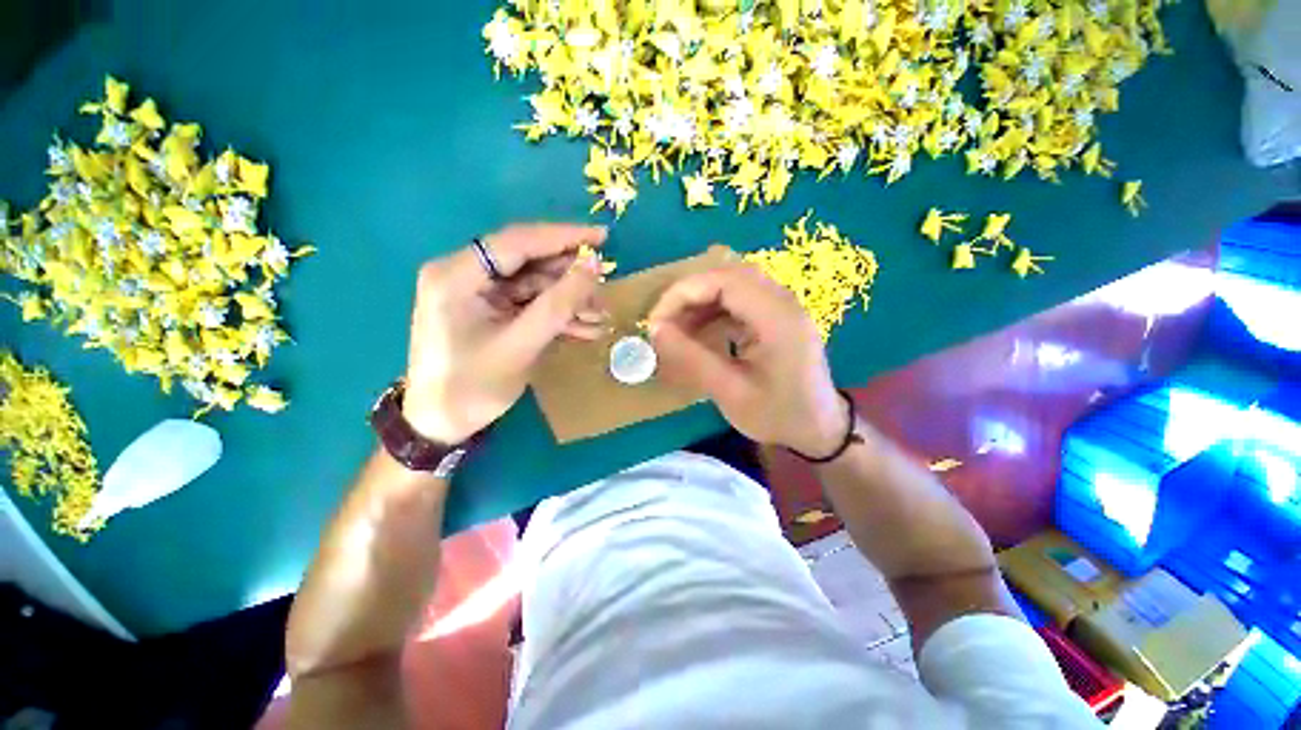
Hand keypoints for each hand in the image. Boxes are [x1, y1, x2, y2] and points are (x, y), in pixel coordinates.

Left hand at [402, 224, 607, 443]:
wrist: (442, 424)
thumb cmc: (473, 387)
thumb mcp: (520, 345)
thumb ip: (558, 304)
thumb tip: (593, 265)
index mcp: (457, 275)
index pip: (517, 241)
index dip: (563, 237)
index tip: (603, 237)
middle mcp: (465, 274)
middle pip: (529, 262)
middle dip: (570, 279)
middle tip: (604, 294)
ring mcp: (479, 293)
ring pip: (535, 285)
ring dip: (569, 301)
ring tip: (600, 318)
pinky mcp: (491, 310)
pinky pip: (531, 303)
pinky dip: (557, 315)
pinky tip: (585, 329)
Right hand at [646, 262, 848, 456]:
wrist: (819, 428)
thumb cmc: (777, 415)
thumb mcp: (730, 392)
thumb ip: (692, 358)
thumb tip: (655, 330)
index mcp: (777, 318)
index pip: (724, 281)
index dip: (684, 293)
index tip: (656, 321)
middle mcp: (782, 302)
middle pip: (727, 276)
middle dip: (689, 296)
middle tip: (663, 324)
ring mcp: (780, 306)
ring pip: (730, 286)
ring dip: (699, 303)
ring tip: (676, 330)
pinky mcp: (775, 316)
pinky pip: (738, 301)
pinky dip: (712, 312)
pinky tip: (698, 333)